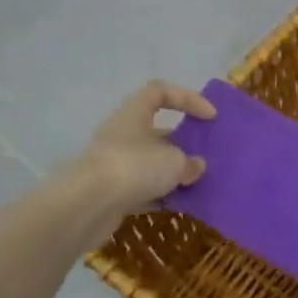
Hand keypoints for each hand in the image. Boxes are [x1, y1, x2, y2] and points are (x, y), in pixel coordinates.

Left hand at [76, 80, 215, 216]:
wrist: (87, 205)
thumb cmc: (134, 167)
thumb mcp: (173, 162)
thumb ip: (189, 162)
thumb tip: (195, 166)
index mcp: (135, 113)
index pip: (161, 92)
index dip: (188, 99)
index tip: (210, 117)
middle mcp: (123, 133)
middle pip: (158, 130)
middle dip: (183, 143)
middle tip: (206, 156)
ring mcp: (116, 163)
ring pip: (151, 162)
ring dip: (173, 172)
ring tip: (198, 183)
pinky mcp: (111, 191)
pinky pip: (142, 188)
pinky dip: (160, 194)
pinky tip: (180, 205)